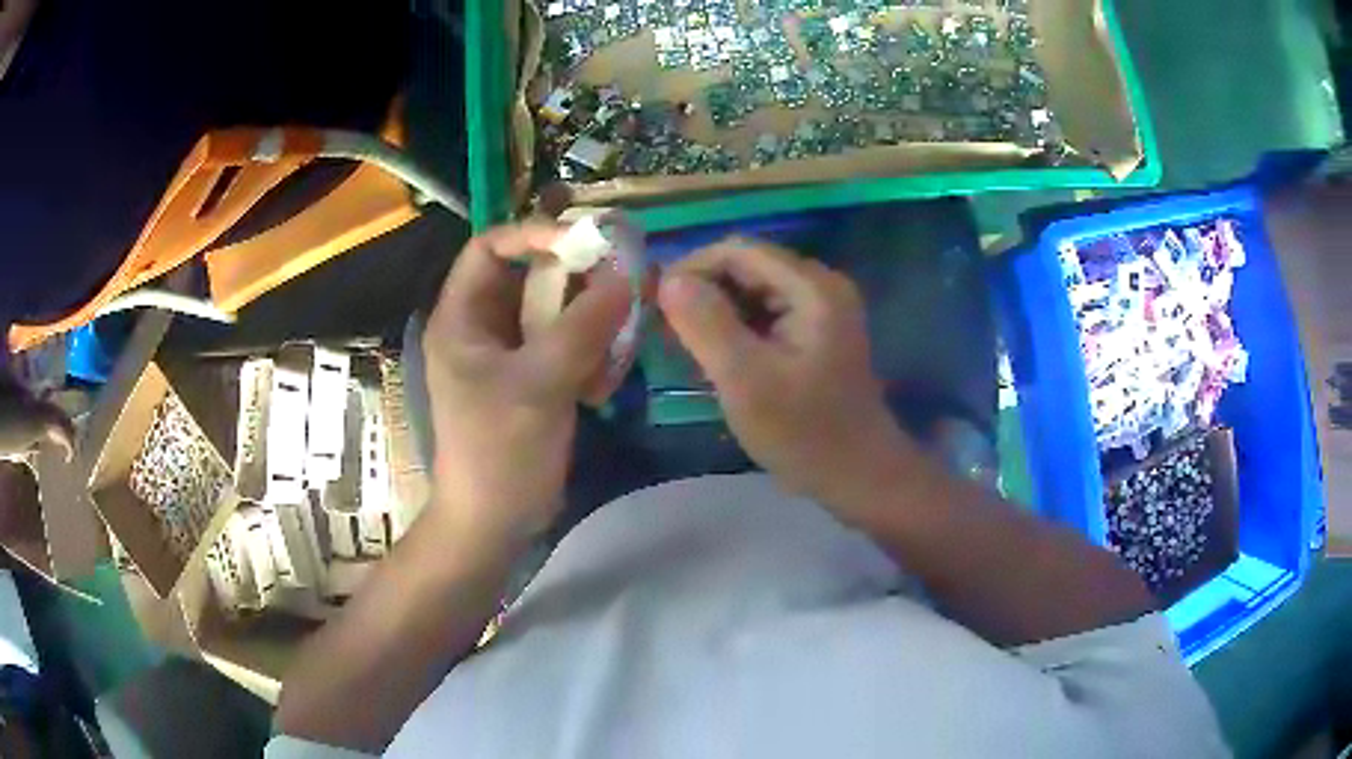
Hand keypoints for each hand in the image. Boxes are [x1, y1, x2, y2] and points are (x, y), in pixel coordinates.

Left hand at [422, 222, 630, 545]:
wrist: (495, 522)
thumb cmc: (500, 452)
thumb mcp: (540, 384)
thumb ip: (584, 326)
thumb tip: (627, 276)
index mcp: (462, 318)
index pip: (490, 247)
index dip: (535, 234)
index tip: (588, 242)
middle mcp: (482, 327)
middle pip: (530, 276)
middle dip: (578, 279)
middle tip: (625, 281)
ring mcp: (509, 355)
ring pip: (555, 311)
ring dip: (592, 320)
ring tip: (622, 339)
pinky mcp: (533, 379)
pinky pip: (566, 345)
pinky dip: (591, 354)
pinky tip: (605, 383)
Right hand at [658, 240, 918, 511]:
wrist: (858, 476)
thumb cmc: (804, 433)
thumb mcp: (746, 381)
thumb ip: (706, 324)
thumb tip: (668, 280)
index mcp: (812, 287)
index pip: (738, 251)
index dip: (691, 268)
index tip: (655, 304)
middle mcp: (821, 284)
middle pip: (747, 266)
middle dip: (702, 291)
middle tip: (667, 331)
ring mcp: (822, 307)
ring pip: (753, 289)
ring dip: (716, 310)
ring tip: (685, 345)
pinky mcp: (817, 330)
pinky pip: (767, 312)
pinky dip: (736, 326)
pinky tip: (717, 355)